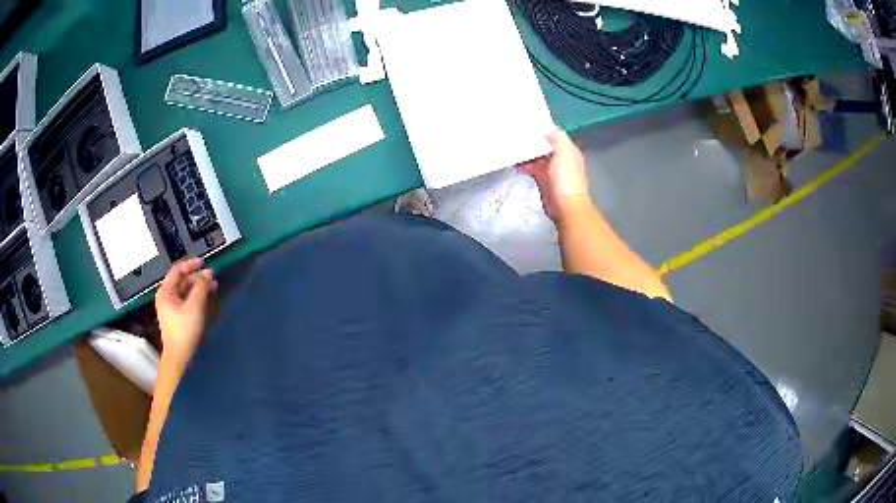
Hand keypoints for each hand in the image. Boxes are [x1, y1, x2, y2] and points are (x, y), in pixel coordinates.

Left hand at [155, 257, 217, 362]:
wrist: (179, 356)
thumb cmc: (184, 330)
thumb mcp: (194, 306)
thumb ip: (201, 287)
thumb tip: (208, 273)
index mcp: (166, 291)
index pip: (178, 270)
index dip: (191, 264)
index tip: (205, 262)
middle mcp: (166, 296)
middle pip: (182, 280)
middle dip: (197, 277)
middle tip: (212, 276)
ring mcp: (171, 307)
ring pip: (185, 290)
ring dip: (198, 287)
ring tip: (212, 286)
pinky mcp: (177, 316)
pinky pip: (186, 300)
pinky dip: (196, 296)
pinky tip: (206, 298)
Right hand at [517, 130, 590, 221]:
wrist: (565, 206)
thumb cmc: (567, 180)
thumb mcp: (565, 153)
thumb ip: (558, 138)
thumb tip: (547, 130)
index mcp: (569, 151)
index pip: (556, 136)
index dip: (544, 130)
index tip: (530, 125)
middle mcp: (561, 159)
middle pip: (545, 146)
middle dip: (533, 141)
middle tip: (518, 135)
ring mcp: (552, 170)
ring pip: (537, 157)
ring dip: (527, 154)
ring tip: (515, 149)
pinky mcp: (543, 180)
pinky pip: (532, 168)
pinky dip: (524, 165)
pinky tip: (517, 164)